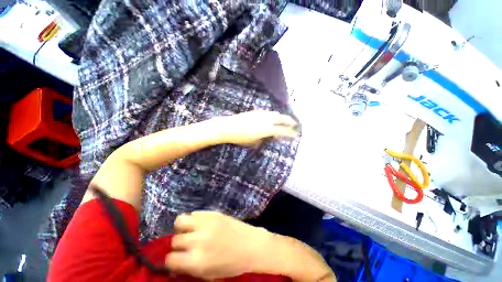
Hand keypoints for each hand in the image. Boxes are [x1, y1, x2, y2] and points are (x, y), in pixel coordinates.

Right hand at [165, 211, 269, 279]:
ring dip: (182, 227)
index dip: (171, 261)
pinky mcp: (213, 213)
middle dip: (178, 245)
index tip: (177, 259)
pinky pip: (195, 213)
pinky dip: (194, 219)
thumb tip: (174, 264)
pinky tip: (200, 223)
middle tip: (187, 245)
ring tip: (189, 231)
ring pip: (180, 220)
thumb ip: (189, 268)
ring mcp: (206, 223)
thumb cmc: (232, 264)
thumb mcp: (209, 274)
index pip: (170, 259)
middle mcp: (198, 240)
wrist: (251, 245)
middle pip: (175, 240)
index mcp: (196, 261)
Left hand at [213, 110, 298, 146]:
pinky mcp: (255, 111)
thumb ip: (263, 139)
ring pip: (274, 113)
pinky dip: (273, 115)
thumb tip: (269, 137)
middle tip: (295, 123)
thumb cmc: (240, 138)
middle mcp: (265, 120)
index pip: (282, 130)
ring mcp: (260, 114)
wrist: (227, 127)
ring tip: (285, 119)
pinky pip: (267, 112)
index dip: (290, 132)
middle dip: (289, 121)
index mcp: (266, 129)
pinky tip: (272, 116)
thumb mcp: (253, 142)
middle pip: (281, 118)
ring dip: (281, 116)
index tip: (295, 134)